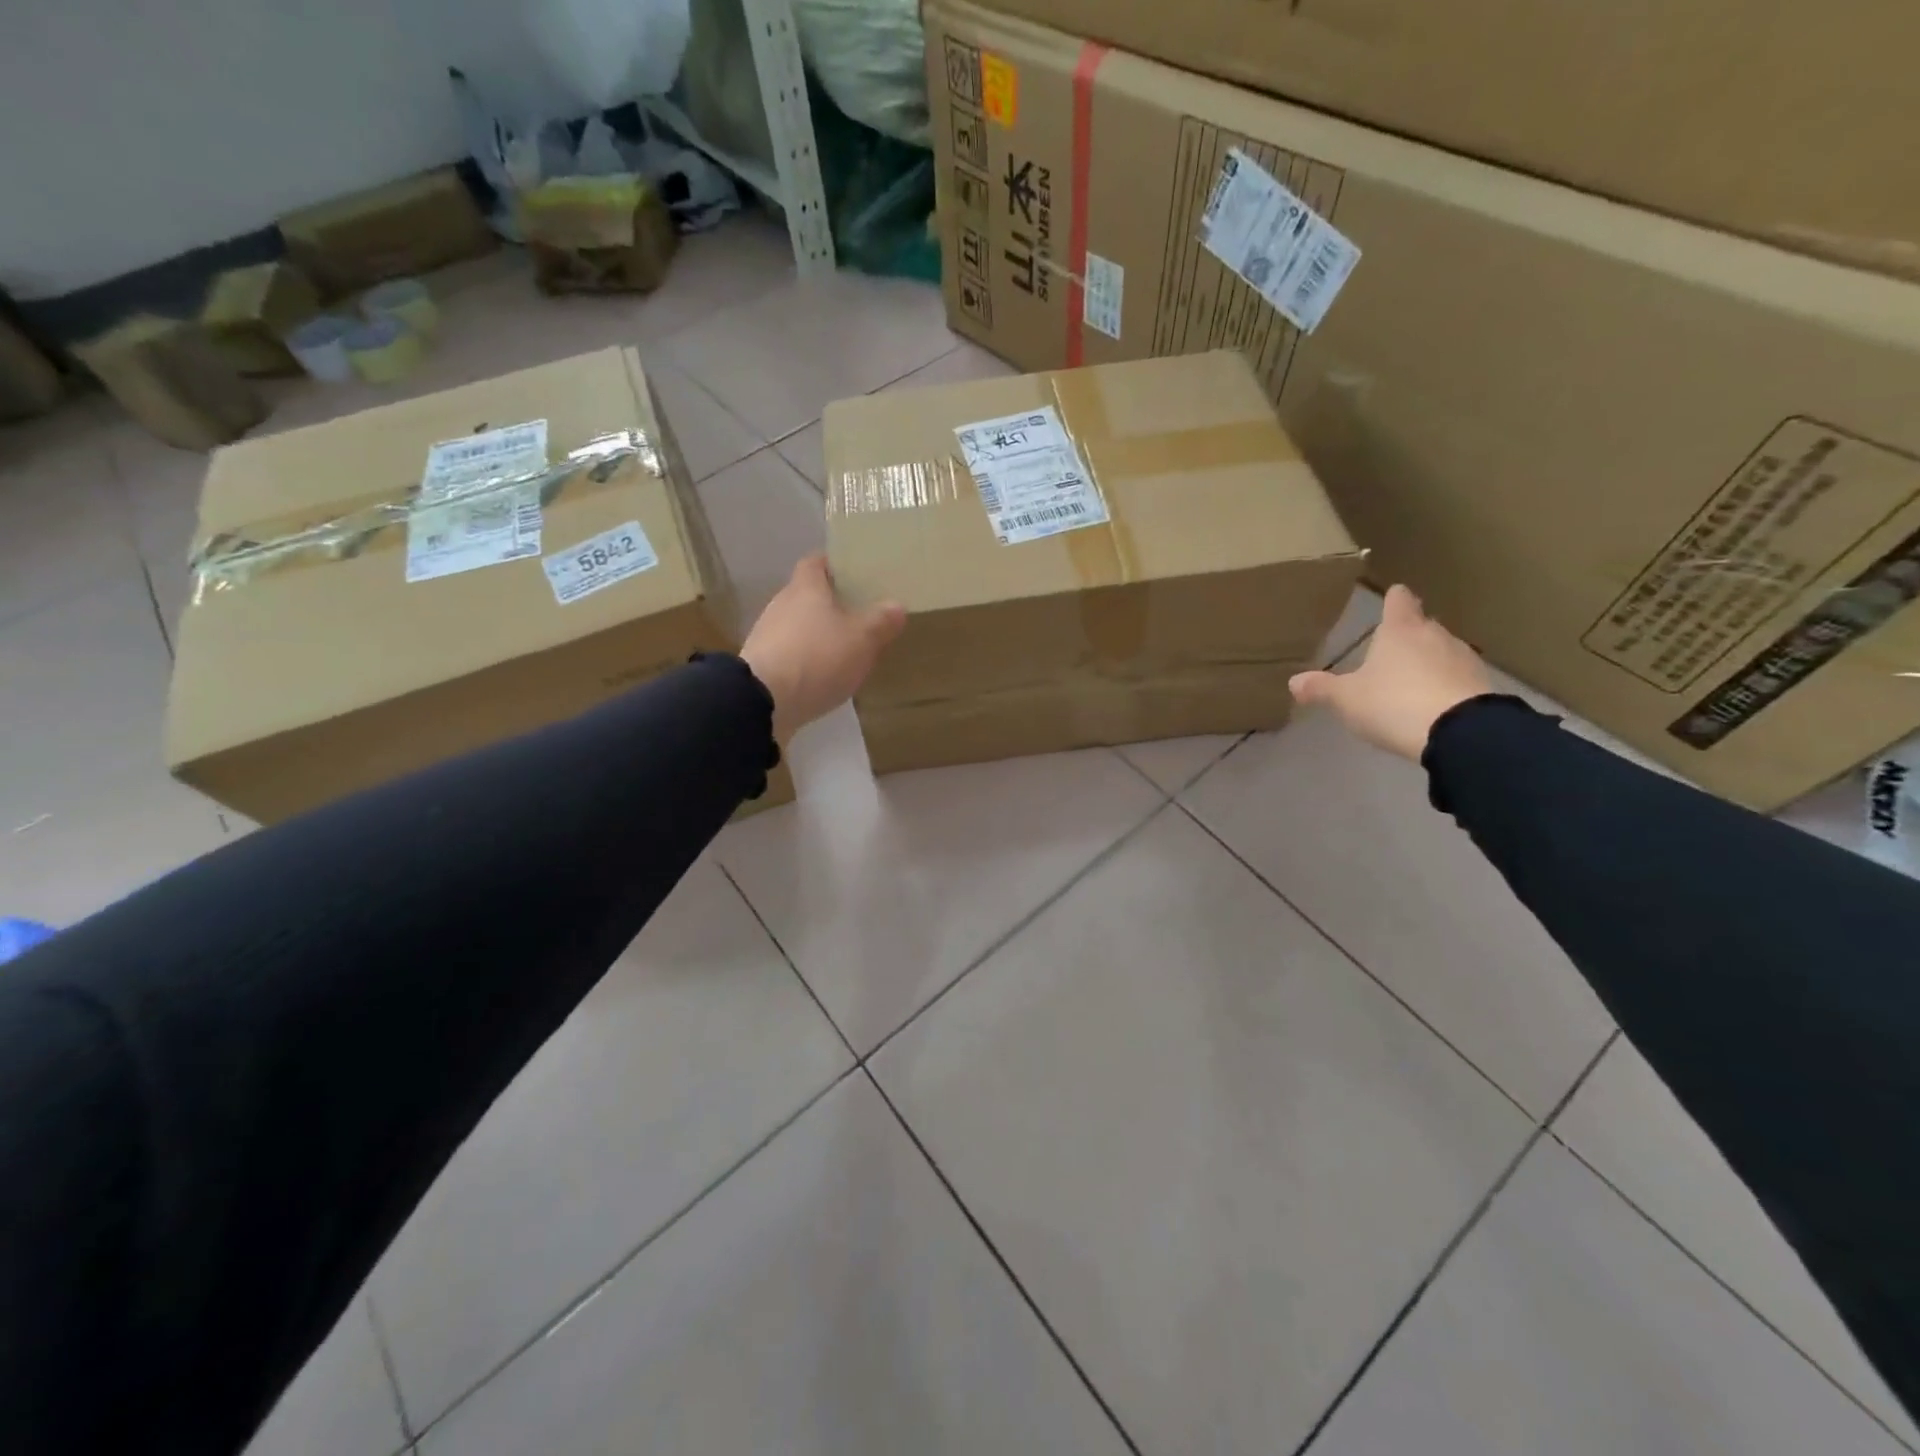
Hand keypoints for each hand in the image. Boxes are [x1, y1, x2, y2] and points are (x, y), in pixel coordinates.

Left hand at [741, 555, 905, 744]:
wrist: (764, 701)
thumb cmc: (817, 657)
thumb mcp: (862, 639)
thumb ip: (881, 621)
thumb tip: (896, 606)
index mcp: (805, 588)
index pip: (816, 562)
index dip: (834, 565)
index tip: (854, 574)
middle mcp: (781, 604)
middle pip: (807, 595)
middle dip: (831, 604)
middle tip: (859, 615)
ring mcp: (767, 636)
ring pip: (798, 626)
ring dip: (817, 635)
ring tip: (844, 649)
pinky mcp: (762, 665)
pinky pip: (790, 654)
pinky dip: (806, 660)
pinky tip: (822, 677)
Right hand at [1288, 584, 1491, 760]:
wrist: (1459, 732)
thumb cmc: (1393, 703)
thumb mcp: (1346, 699)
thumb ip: (1321, 688)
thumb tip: (1293, 681)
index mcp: (1399, 630)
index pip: (1398, 601)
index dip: (1393, 599)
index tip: (1391, 597)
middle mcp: (1434, 635)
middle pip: (1422, 625)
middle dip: (1408, 635)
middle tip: (1390, 651)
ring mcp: (1463, 658)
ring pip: (1441, 651)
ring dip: (1428, 662)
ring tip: (1409, 682)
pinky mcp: (1481, 685)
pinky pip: (1456, 677)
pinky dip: (1444, 685)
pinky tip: (1432, 704)